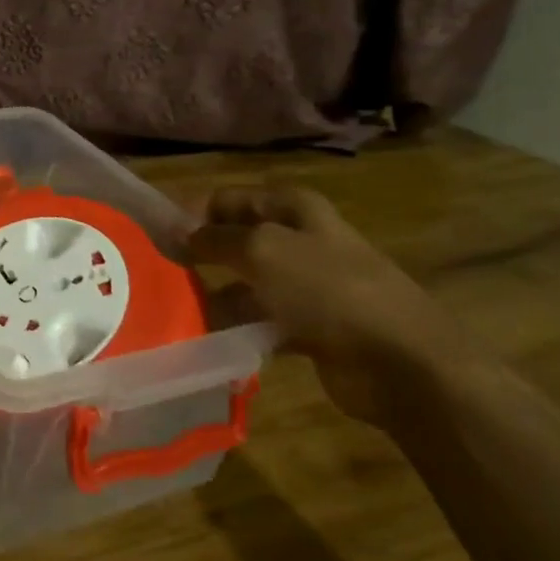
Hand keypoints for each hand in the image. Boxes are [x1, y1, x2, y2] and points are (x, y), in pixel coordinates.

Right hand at [184, 184, 463, 426]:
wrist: (401, 362)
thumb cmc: (328, 290)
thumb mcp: (261, 250)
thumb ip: (214, 239)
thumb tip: (178, 233)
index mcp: (294, 209)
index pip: (229, 198)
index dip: (193, 213)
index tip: (158, 238)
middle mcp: (301, 240)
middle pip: (237, 239)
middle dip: (202, 254)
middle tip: (163, 273)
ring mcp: (308, 285)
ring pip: (247, 282)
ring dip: (216, 295)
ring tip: (179, 311)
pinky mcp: (311, 326)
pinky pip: (261, 320)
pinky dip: (238, 327)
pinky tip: (210, 339)